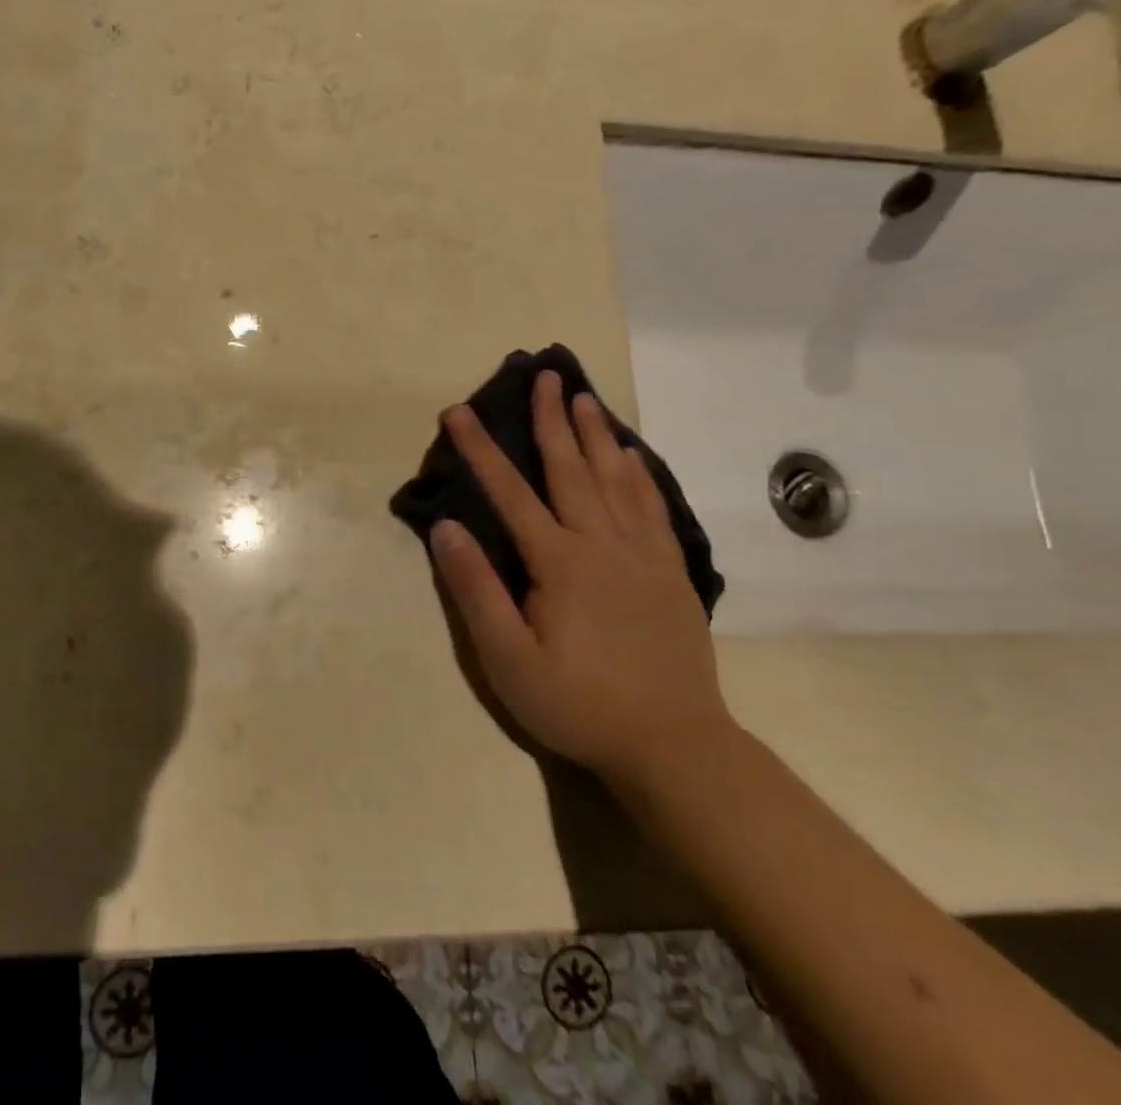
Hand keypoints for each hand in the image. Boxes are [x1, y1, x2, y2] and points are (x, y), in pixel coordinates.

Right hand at [431, 370, 730, 792]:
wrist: (674, 746)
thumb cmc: (578, 704)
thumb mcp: (508, 660)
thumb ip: (476, 591)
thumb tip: (446, 527)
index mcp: (559, 562)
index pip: (510, 492)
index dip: (480, 449)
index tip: (458, 411)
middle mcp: (602, 544)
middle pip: (570, 468)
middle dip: (551, 419)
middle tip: (544, 374)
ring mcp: (642, 556)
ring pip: (616, 479)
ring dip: (596, 435)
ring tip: (584, 398)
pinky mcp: (670, 573)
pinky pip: (653, 508)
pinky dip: (640, 475)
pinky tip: (633, 457)